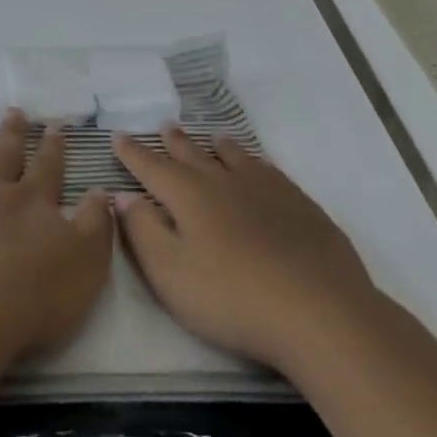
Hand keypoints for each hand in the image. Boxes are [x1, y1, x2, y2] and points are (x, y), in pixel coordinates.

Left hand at [0, 110, 112, 363]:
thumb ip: (96, 225)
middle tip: (13, 111)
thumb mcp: (86, 265)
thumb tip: (100, 190)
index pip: (47, 167)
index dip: (53, 146)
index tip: (54, 125)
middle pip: (4, 156)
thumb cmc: (32, 299)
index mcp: (32, 202)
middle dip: (12, 133)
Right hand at [112, 125, 375, 369]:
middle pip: (192, 154)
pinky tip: (259, 167)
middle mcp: (222, 180)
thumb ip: (143, 230)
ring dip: (217, 146)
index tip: (117, 136)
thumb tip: (123, 195)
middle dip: (173, 142)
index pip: (151, 167)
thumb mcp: (170, 272)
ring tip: (212, 137)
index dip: (132, 153)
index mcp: (187, 195)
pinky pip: (269, 171)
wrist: (318, 310)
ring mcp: (264, 189)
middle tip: (164, 126)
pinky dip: (255, 162)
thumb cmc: (231, 296)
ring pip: (234, 157)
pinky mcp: (298, 204)